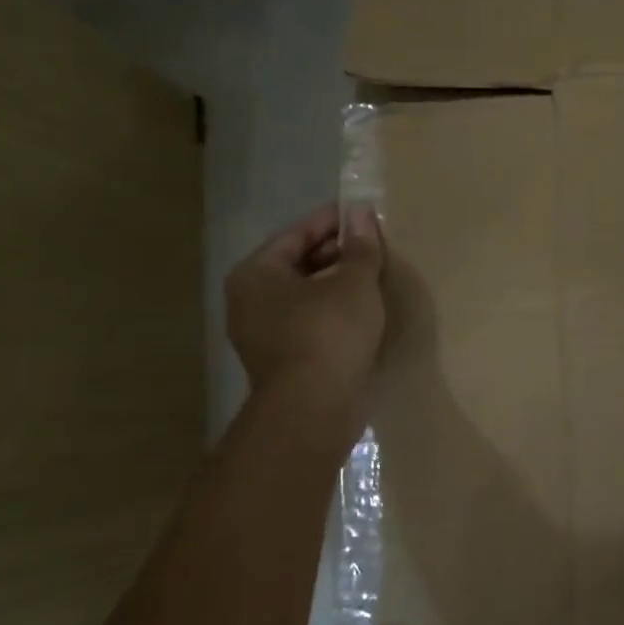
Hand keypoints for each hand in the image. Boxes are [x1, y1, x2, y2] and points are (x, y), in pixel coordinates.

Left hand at [225, 203, 384, 400]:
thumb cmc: (328, 333)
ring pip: (305, 295)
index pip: (297, 233)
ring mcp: (262, 334)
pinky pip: (309, 322)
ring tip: (374, 276)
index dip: (333, 221)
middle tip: (374, 245)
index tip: (364, 214)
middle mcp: (249, 301)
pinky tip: (363, 311)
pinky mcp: (281, 361)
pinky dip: (333, 311)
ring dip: (337, 284)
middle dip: (337, 253)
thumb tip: (361, 213)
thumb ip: (360, 246)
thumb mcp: (354, 282)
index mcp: (256, 273)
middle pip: (298, 263)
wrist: (314, 410)